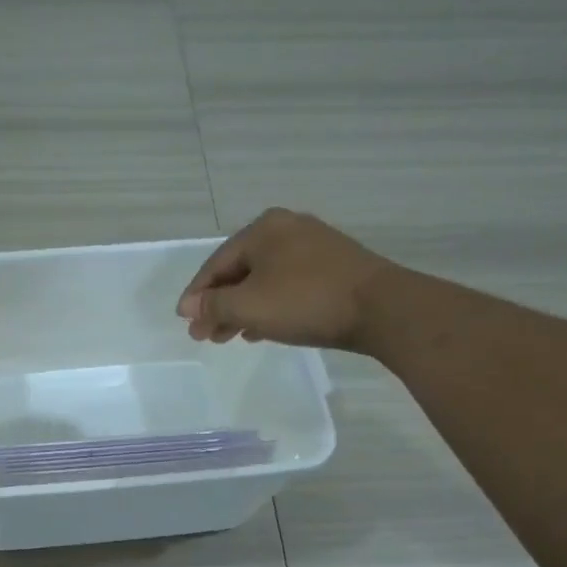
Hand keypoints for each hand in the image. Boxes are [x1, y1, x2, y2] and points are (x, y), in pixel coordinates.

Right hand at [177, 209, 390, 349]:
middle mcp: (287, 229)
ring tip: (229, 337)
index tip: (185, 323)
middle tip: (204, 336)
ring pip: (263, 280)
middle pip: (239, 271)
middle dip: (219, 305)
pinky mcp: (334, 266)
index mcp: (262, 229)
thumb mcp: (248, 306)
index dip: (197, 296)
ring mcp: (314, 246)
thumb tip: (188, 308)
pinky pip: (287, 285)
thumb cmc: (305, 302)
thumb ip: (213, 306)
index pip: (215, 264)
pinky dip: (269, 305)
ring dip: (242, 309)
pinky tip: (262, 329)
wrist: (381, 308)